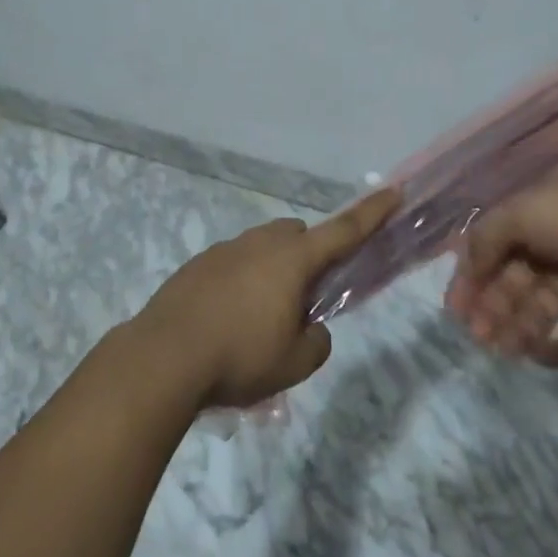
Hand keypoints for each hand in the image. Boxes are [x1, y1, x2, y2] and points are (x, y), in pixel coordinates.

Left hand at [135, 188, 399, 408]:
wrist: (164, 357)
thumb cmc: (240, 357)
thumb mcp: (295, 364)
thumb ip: (317, 341)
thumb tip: (311, 328)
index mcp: (292, 259)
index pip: (343, 230)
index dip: (372, 213)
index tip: (393, 192)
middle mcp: (259, 243)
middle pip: (297, 235)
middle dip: (308, 255)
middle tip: (303, 298)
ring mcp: (224, 250)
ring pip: (262, 248)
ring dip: (272, 270)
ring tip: (260, 318)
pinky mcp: (197, 265)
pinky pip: (232, 263)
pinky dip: (240, 281)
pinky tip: (226, 320)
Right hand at [443, 174, 557, 366]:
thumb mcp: (527, 213)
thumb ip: (488, 238)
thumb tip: (465, 267)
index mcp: (530, 221)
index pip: (489, 250)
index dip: (469, 278)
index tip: (455, 310)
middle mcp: (549, 252)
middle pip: (509, 285)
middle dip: (490, 309)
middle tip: (479, 337)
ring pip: (535, 314)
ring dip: (515, 331)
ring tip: (503, 351)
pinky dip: (554, 350)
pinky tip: (539, 357)